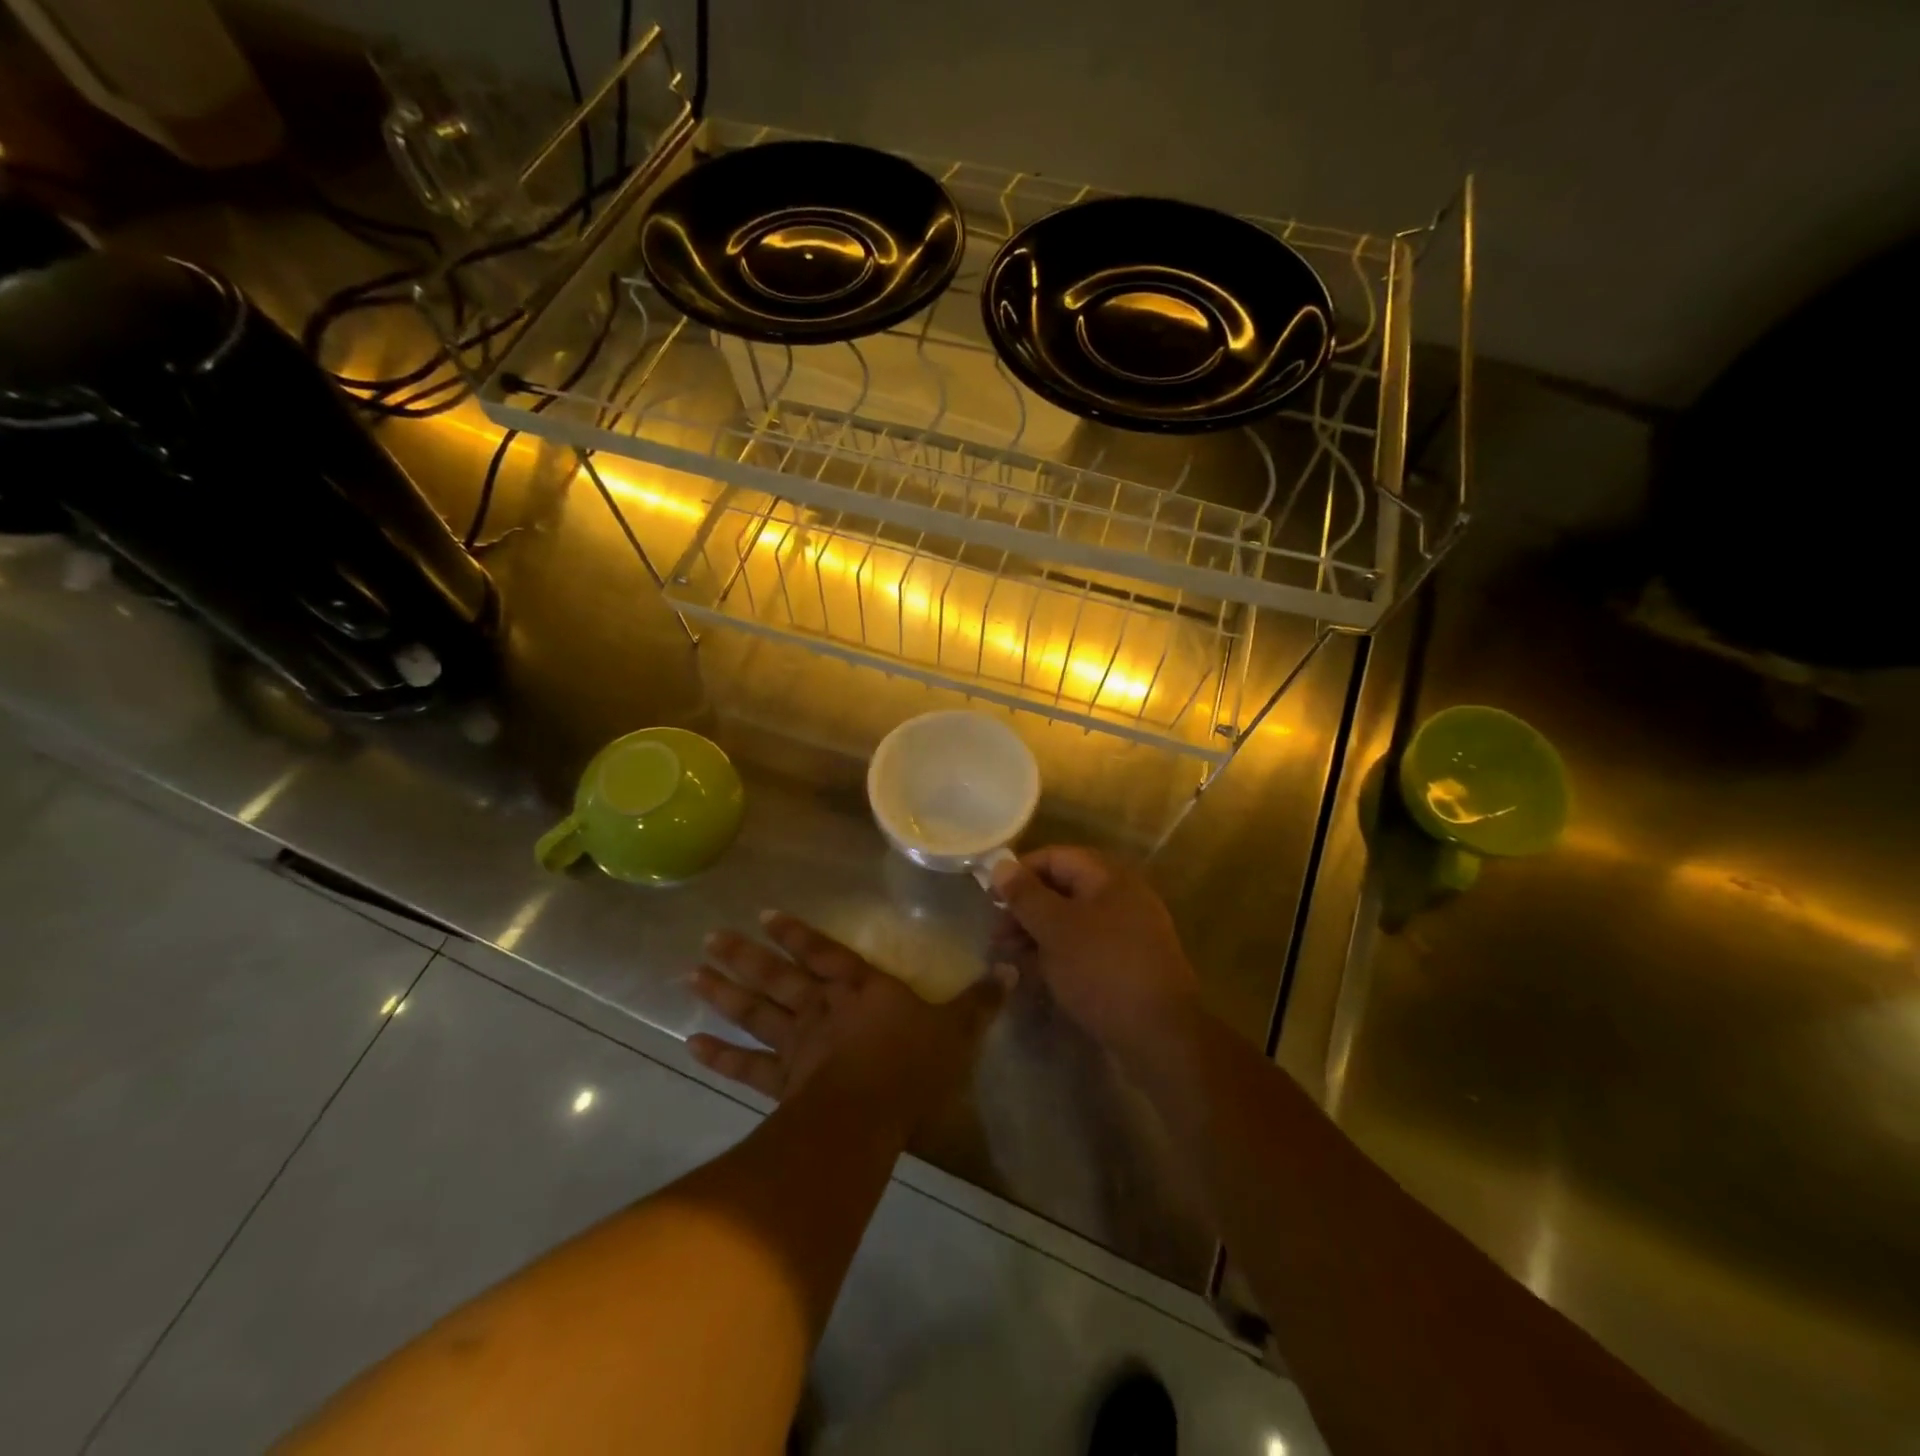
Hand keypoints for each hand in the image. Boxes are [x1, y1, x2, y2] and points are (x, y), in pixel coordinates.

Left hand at [689, 912, 1003, 1120]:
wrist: (872, 1113)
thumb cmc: (913, 1064)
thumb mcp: (958, 1028)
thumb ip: (981, 1000)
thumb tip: (1012, 968)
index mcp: (861, 988)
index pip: (825, 953)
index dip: (797, 934)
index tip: (764, 916)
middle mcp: (822, 1007)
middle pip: (778, 976)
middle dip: (744, 956)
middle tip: (709, 938)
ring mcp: (797, 1042)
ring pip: (755, 1011)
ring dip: (723, 992)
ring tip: (690, 973)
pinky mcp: (782, 1080)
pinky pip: (745, 1065)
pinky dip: (718, 1054)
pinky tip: (690, 1042)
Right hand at [989, 846, 1198, 1063]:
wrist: (1160, 1036)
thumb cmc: (1102, 970)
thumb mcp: (1056, 928)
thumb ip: (1025, 895)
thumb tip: (1000, 864)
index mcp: (1109, 878)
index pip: (1056, 857)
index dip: (1021, 872)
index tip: (991, 897)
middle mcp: (1121, 898)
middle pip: (1063, 890)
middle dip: (1025, 909)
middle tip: (996, 936)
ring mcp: (1127, 934)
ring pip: (1071, 923)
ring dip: (1036, 935)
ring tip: (1007, 959)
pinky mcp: (1126, 966)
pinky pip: (1084, 949)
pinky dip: (1057, 956)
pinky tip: (1034, 976)